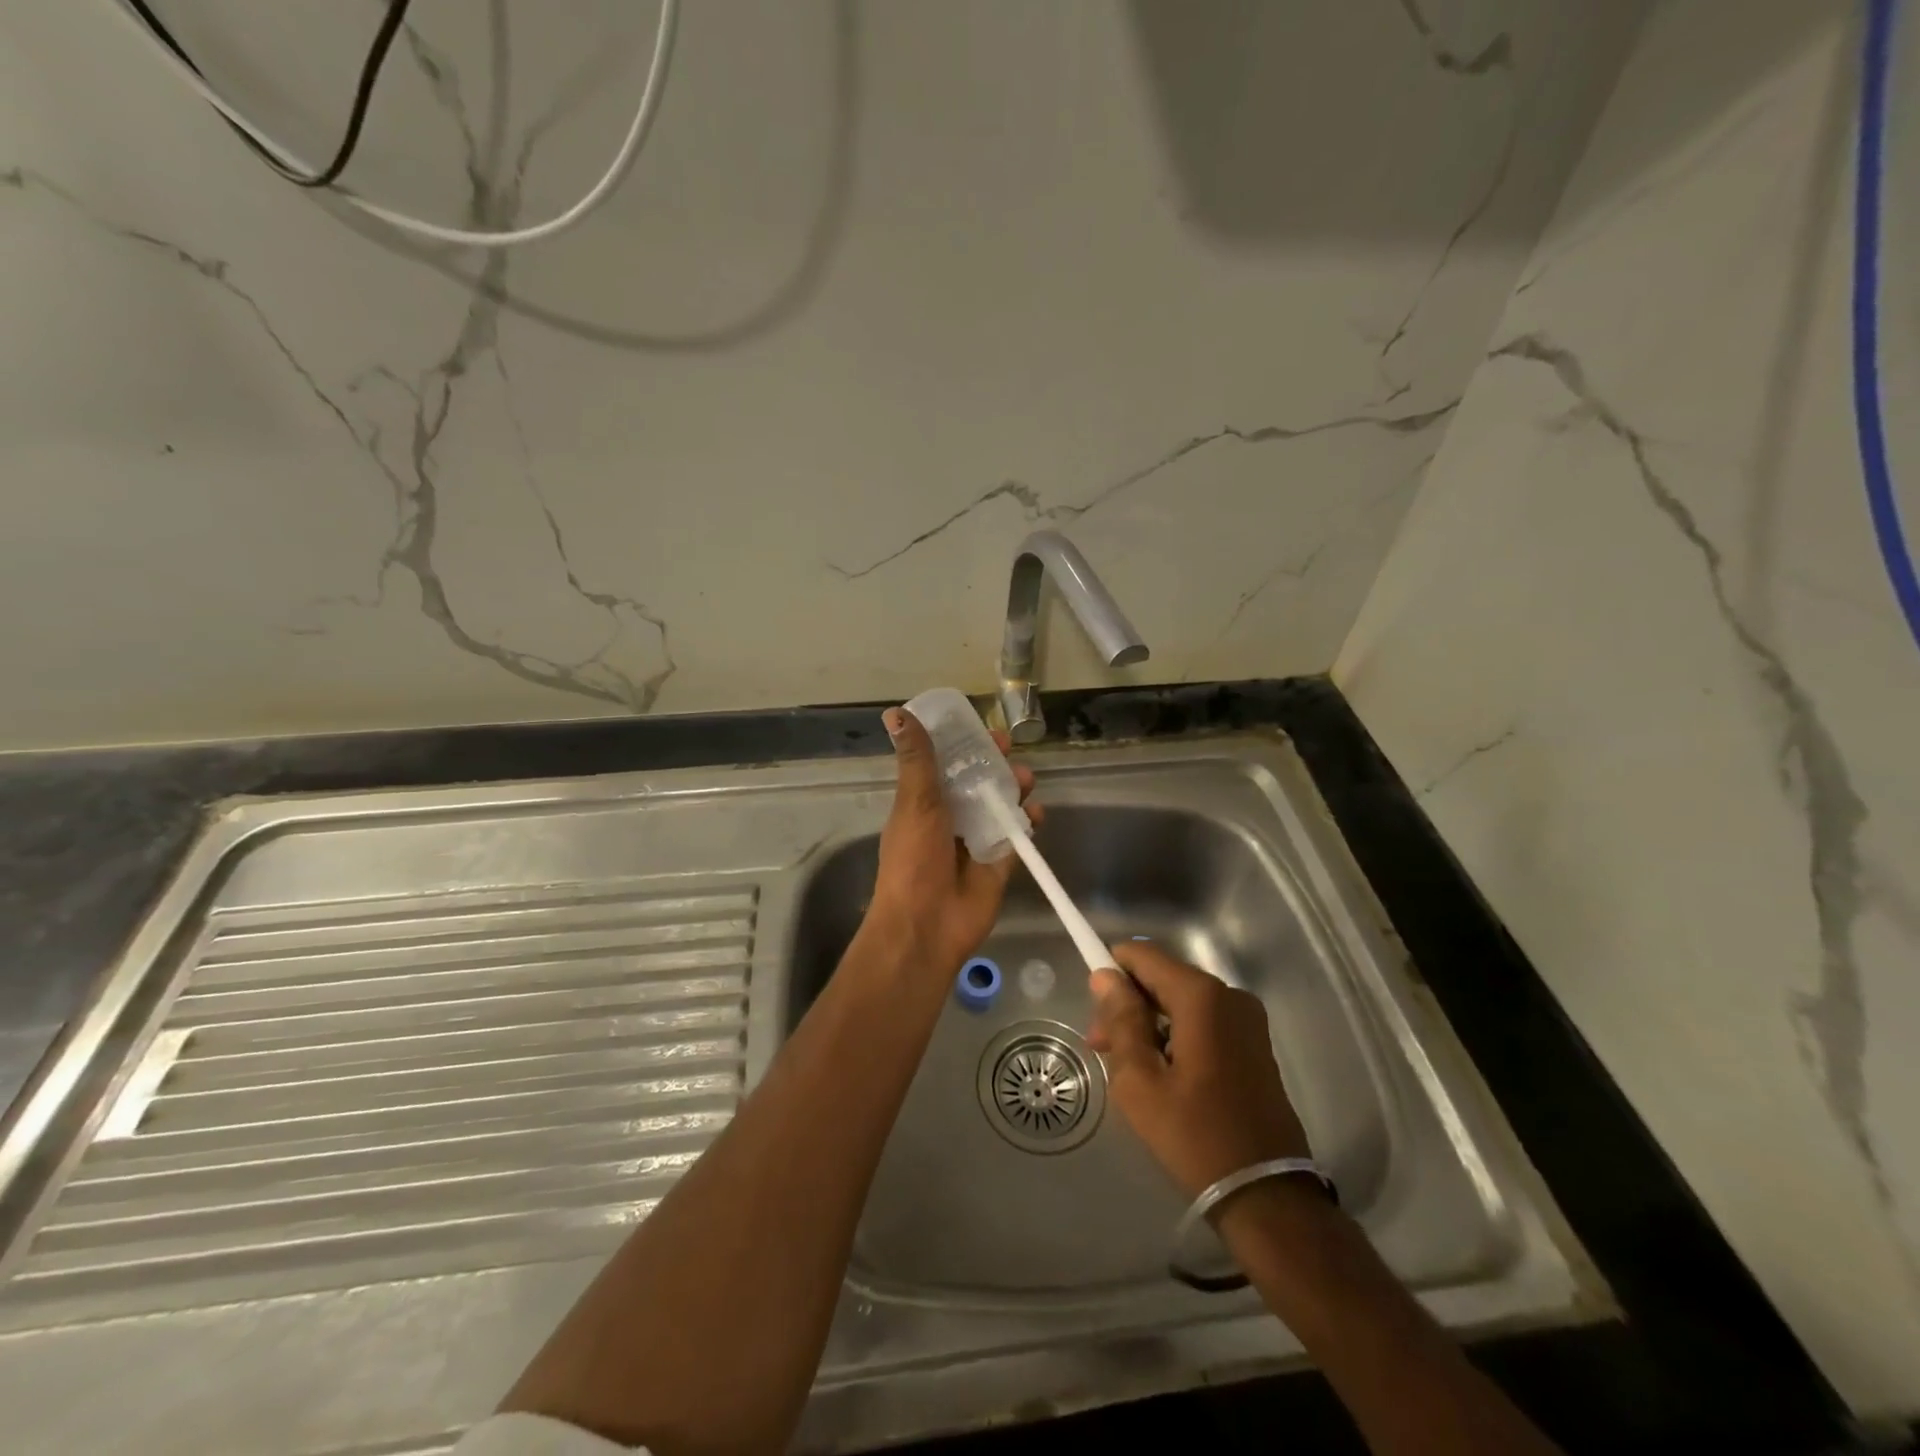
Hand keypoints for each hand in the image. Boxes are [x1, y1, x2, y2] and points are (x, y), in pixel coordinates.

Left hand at [862, 705, 1041, 978]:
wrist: (927, 926)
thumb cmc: (914, 860)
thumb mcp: (915, 802)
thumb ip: (917, 759)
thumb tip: (897, 712)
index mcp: (925, 802)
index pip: (947, 764)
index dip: (964, 745)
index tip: (981, 729)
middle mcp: (950, 818)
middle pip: (978, 782)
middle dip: (996, 764)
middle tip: (1010, 750)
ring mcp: (976, 841)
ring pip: (1001, 805)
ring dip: (1015, 789)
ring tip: (1027, 780)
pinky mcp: (999, 863)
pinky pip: (1017, 836)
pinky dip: (1028, 823)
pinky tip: (1036, 814)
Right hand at [1087, 940, 1310, 1199]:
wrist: (1266, 1195)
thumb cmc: (1194, 1135)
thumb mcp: (1140, 1080)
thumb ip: (1121, 1019)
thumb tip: (1105, 977)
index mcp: (1201, 996)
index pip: (1143, 956)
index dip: (1112, 972)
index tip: (1094, 1010)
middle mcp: (1229, 995)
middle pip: (1162, 977)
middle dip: (1128, 1004)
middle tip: (1102, 1049)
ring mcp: (1247, 1019)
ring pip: (1181, 1000)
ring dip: (1150, 1022)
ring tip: (1127, 1067)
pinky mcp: (1254, 1043)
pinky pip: (1203, 1020)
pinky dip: (1176, 1034)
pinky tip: (1161, 1072)